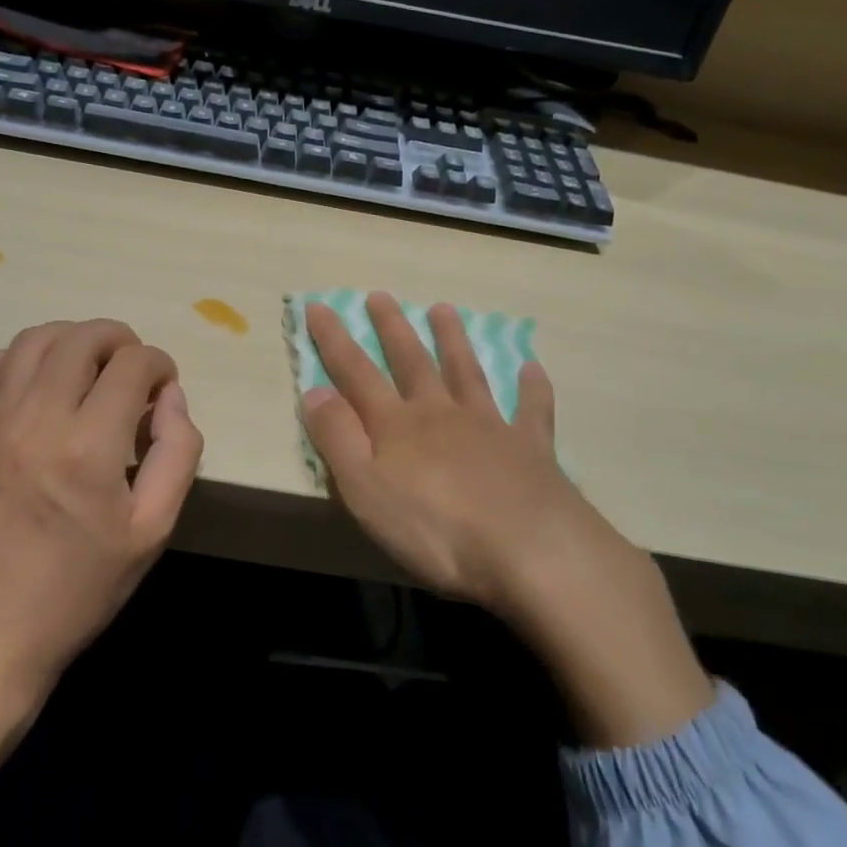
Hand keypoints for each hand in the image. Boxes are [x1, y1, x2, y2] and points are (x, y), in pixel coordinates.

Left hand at [0, 319, 203, 807]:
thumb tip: (172, 397)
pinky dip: (8, 360)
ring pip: (32, 341)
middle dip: (119, 340)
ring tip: (87, 367)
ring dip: (70, 339)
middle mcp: (37, 419)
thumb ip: (178, 453)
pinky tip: (28, 385)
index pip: (133, 364)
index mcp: (91, 446)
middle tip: (132, 370)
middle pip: (83, 338)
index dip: (159, 364)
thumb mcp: (153, 530)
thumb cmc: (79, 588)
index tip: (163, 387)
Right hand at [303, 293, 710, 747]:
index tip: (319, 305)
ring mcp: (489, 427)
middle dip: (392, 328)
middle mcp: (440, 413)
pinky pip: (531, 411)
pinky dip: (532, 389)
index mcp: (397, 425)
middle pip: (412, 362)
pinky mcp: (530, 449)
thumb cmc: (434, 529)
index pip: (356, 373)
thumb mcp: (364, 490)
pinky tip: (532, 369)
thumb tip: (314, 391)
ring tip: (443, 309)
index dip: (334, 340)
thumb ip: (337, 439)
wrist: (530, 550)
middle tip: (381, 296)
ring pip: (466, 373)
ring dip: (453, 341)